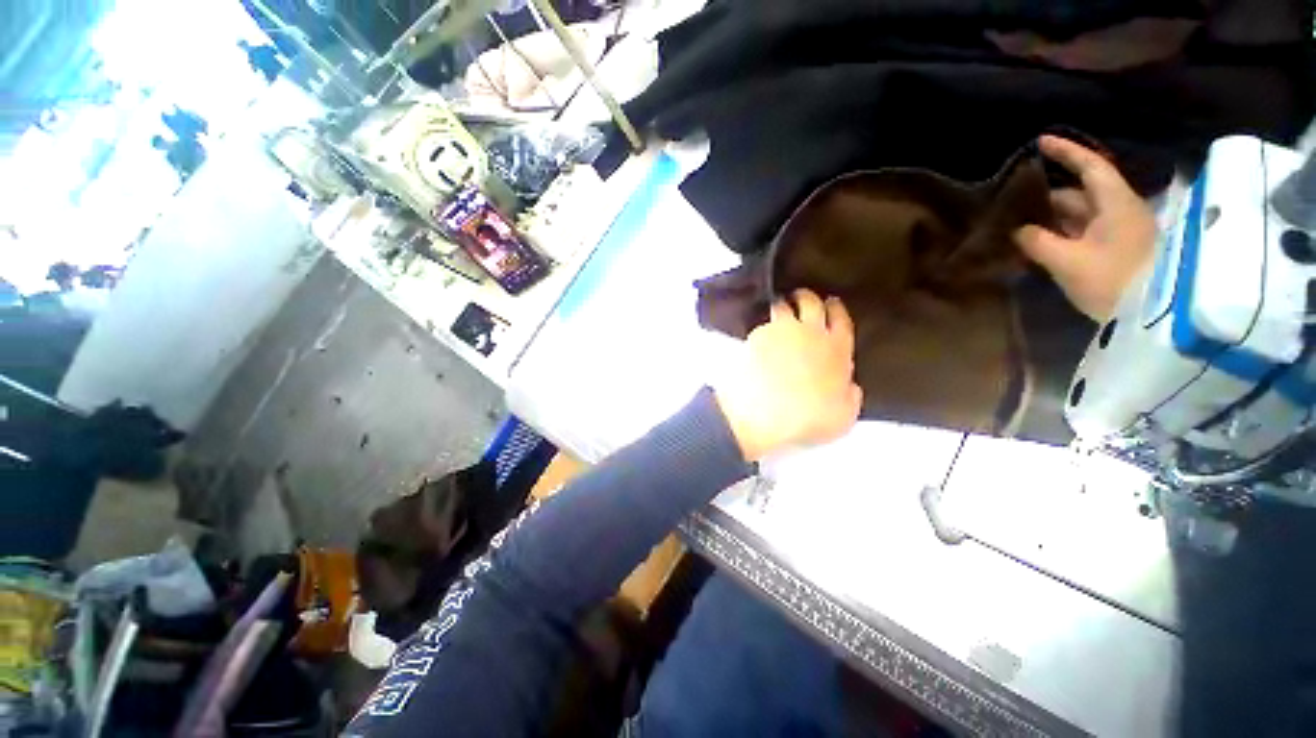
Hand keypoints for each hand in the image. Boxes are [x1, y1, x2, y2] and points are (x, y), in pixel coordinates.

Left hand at [713, 289, 862, 460]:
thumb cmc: (807, 419)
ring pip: (783, 307)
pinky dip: (762, 328)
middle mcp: (811, 333)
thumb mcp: (843, 416)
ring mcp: (781, 331)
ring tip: (779, 308)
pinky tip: (759, 337)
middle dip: (808, 297)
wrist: (764, 413)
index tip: (832, 303)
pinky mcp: (757, 337)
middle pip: (811, 303)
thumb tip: (850, 386)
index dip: (837, 310)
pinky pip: (761, 325)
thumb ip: (850, 396)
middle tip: (802, 297)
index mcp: (837, 350)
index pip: (841, 321)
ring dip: (782, 305)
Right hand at [1014, 135, 1157, 320]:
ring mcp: (1118, 232)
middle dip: (1046, 195)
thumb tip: (1018, 230)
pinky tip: (1037, 241)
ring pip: (1079, 215)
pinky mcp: (1114, 250)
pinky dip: (1059, 234)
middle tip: (1012, 200)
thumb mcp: (1068, 262)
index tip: (1040, 142)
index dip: (1066, 152)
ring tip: (1017, 222)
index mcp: (1115, 203)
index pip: (1090, 167)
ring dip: (1050, 218)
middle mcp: (1118, 211)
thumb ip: (1038, 242)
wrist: (1151, 315)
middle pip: (1080, 193)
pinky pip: (1082, 232)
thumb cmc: (1113, 281)